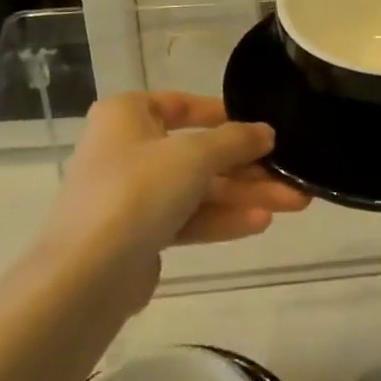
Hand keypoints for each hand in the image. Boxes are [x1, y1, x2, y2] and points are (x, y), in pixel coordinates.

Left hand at [40, 92, 309, 287]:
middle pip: (197, 153)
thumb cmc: (138, 190)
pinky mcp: (138, 235)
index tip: (261, 130)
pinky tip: (261, 223)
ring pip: (196, 188)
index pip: (182, 105)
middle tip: (292, 176)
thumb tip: (266, 132)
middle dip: (246, 167)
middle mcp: (126, 149)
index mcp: (127, 115)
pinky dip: (221, 218)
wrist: (86, 275)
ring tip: (294, 202)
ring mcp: (131, 195)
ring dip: (243, 195)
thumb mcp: (194, 156)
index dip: (224, 116)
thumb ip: (234, 141)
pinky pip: (186, 218)